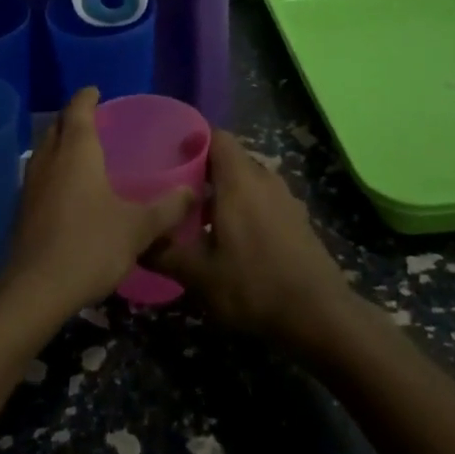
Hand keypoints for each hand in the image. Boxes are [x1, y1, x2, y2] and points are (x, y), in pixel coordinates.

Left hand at [0, 88, 194, 320]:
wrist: (35, 289)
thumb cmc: (89, 245)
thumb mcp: (137, 227)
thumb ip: (166, 208)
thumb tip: (194, 191)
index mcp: (76, 152)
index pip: (78, 110)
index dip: (87, 98)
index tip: (96, 91)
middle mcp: (49, 160)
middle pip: (58, 128)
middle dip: (73, 120)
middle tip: (94, 121)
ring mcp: (30, 185)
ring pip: (45, 152)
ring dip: (61, 146)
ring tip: (83, 153)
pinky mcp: (22, 210)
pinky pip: (40, 177)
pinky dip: (54, 172)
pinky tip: (68, 191)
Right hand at [146, 130, 357, 354]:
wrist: (320, 317)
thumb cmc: (254, 286)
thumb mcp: (199, 275)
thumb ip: (164, 253)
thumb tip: (134, 242)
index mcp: (239, 180)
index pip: (216, 136)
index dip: (192, 141)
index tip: (169, 158)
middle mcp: (264, 179)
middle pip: (231, 159)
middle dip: (204, 171)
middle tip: (175, 193)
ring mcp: (286, 199)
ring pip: (248, 181)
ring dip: (225, 193)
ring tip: (199, 220)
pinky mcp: (298, 221)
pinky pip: (264, 201)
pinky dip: (246, 209)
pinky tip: (232, 241)